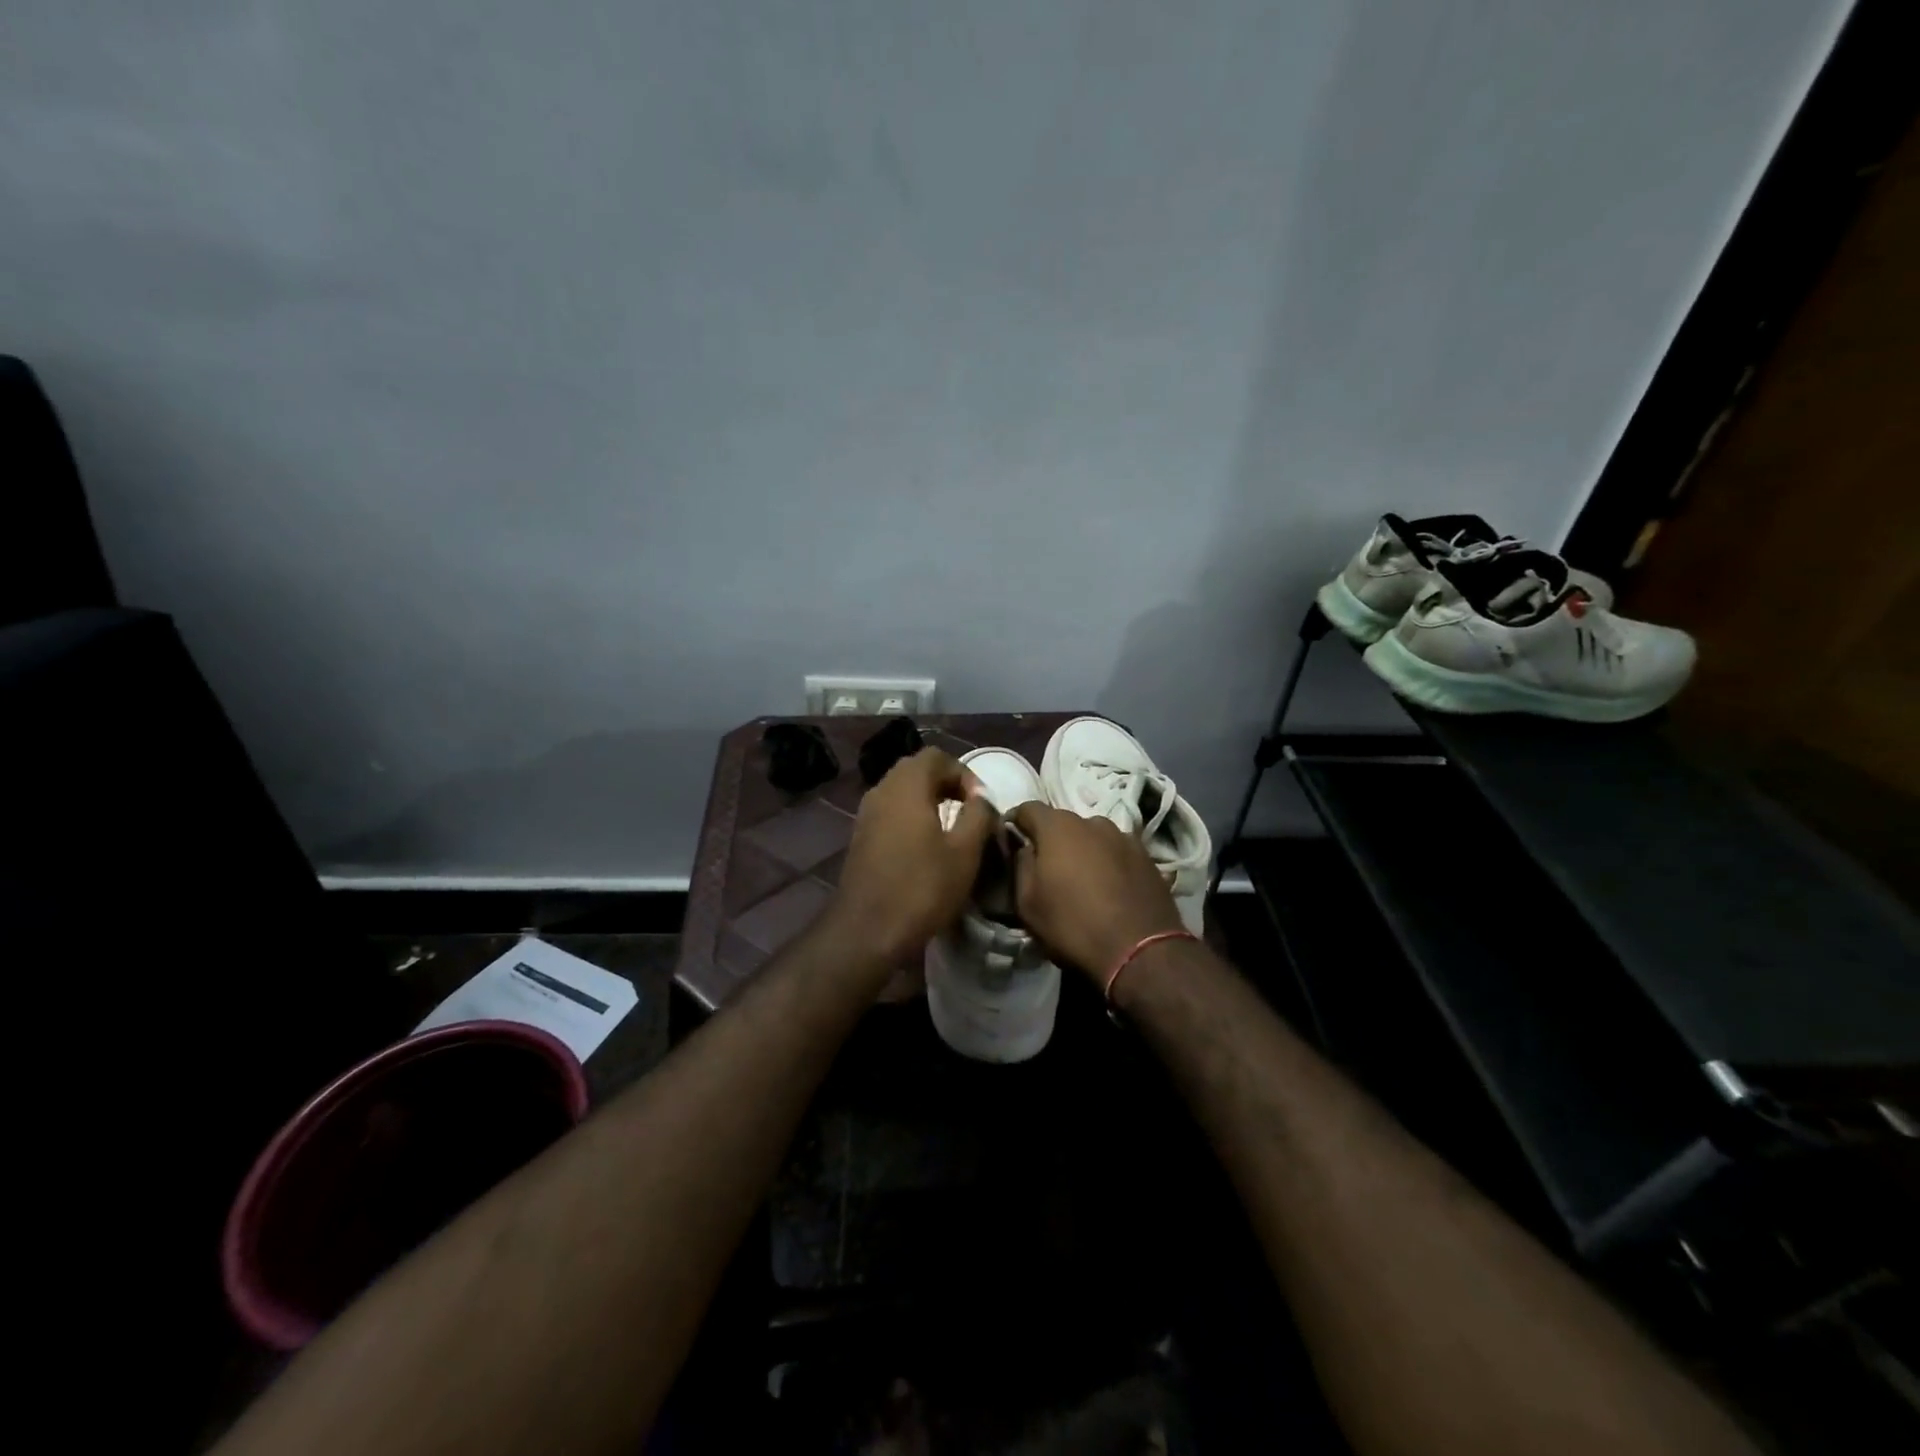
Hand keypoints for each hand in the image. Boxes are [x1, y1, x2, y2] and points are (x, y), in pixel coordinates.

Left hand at [828, 749, 994, 970]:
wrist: (867, 931)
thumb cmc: (922, 889)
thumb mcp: (965, 852)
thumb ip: (979, 815)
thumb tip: (982, 799)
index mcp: (906, 787)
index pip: (936, 756)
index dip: (964, 773)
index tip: (981, 803)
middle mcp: (881, 791)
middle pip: (916, 769)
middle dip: (946, 783)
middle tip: (969, 809)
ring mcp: (866, 815)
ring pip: (901, 791)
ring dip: (928, 800)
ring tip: (951, 827)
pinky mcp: (861, 837)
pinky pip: (890, 811)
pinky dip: (911, 816)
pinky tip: (926, 846)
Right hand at [1008, 803, 1184, 979]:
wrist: (1140, 951)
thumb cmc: (1072, 925)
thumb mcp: (1027, 903)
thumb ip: (1020, 865)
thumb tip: (1024, 847)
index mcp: (1058, 827)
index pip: (1027, 809)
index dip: (1016, 823)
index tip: (1012, 843)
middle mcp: (1092, 822)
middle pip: (1063, 823)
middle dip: (1052, 841)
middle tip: (1048, 870)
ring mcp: (1124, 837)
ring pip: (1093, 837)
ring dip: (1083, 852)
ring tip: (1083, 882)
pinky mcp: (1148, 857)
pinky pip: (1117, 853)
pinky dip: (1109, 864)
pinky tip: (1110, 889)